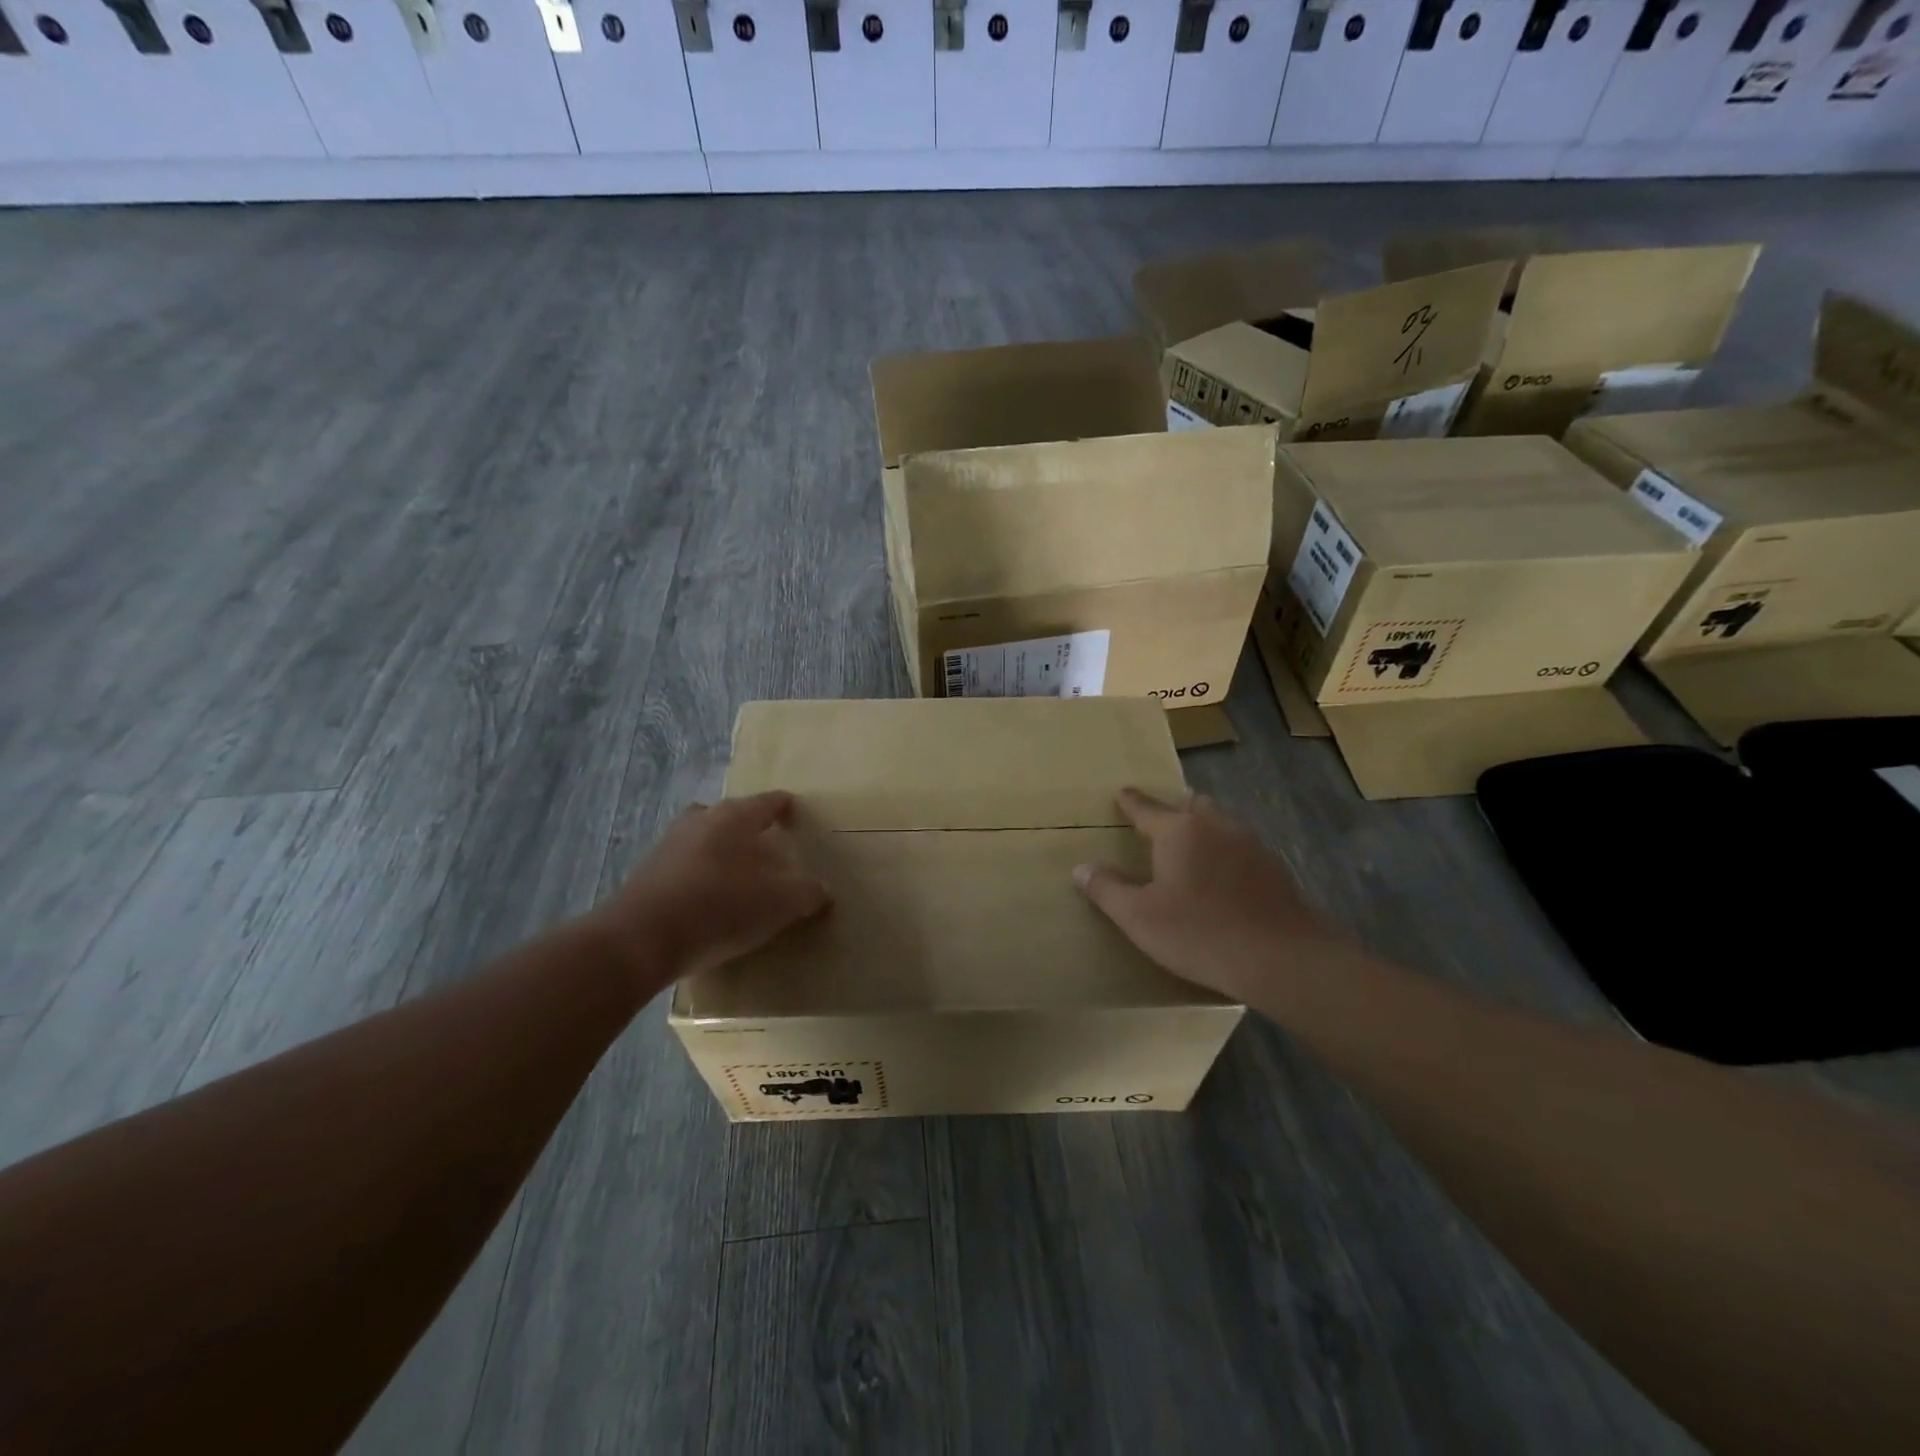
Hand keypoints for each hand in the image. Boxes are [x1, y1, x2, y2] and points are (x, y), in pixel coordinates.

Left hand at [591, 791, 829, 987]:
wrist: (640, 940)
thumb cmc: (720, 907)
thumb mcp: (779, 903)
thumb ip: (806, 892)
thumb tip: (820, 889)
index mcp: (734, 817)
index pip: (768, 802)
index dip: (785, 806)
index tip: (795, 810)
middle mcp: (700, 820)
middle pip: (730, 815)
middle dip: (748, 826)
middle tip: (767, 845)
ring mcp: (668, 845)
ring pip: (703, 837)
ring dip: (720, 850)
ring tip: (738, 874)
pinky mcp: (646, 874)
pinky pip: (684, 864)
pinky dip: (699, 874)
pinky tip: (708, 900)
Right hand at [1074, 788, 1346, 1010]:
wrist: (1281, 958)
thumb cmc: (1200, 933)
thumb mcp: (1139, 917)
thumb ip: (1107, 889)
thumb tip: (1082, 868)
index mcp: (1179, 831)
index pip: (1146, 808)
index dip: (1131, 801)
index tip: (1122, 792)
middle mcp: (1216, 826)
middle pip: (1192, 806)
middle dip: (1175, 810)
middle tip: (1161, 824)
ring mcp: (1251, 844)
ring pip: (1221, 824)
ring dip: (1204, 830)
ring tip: (1192, 850)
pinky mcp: (1275, 868)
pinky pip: (1242, 848)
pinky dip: (1227, 854)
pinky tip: (1225, 879)